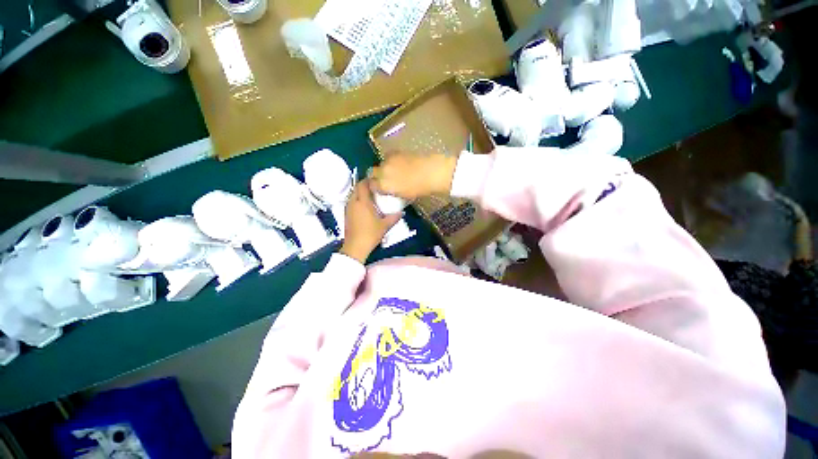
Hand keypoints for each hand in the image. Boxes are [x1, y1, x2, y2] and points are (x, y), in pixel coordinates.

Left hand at [340, 179, 402, 263]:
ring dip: (360, 192)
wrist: (355, 246)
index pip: (363, 184)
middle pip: (356, 187)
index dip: (369, 180)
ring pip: (353, 194)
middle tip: (375, 187)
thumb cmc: (371, 234)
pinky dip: (357, 199)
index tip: (377, 180)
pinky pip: (351, 201)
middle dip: (364, 185)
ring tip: (371, 195)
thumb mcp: (385, 226)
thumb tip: (402, 212)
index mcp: (362, 202)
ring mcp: (348, 208)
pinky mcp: (346, 214)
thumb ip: (394, 217)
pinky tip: (365, 206)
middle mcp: (353, 202)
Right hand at [370, 152, 458, 200]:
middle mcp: (382, 172)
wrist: (430, 172)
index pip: (372, 185)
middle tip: (384, 179)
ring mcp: (388, 160)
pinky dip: (390, 160)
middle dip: (375, 175)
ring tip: (392, 170)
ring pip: (380, 163)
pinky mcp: (395, 152)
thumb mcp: (404, 195)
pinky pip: (388, 156)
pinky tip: (398, 162)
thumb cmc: (419, 188)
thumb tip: (389, 190)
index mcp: (384, 185)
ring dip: (383, 167)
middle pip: (372, 172)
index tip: (379, 188)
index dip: (375, 186)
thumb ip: (392, 192)